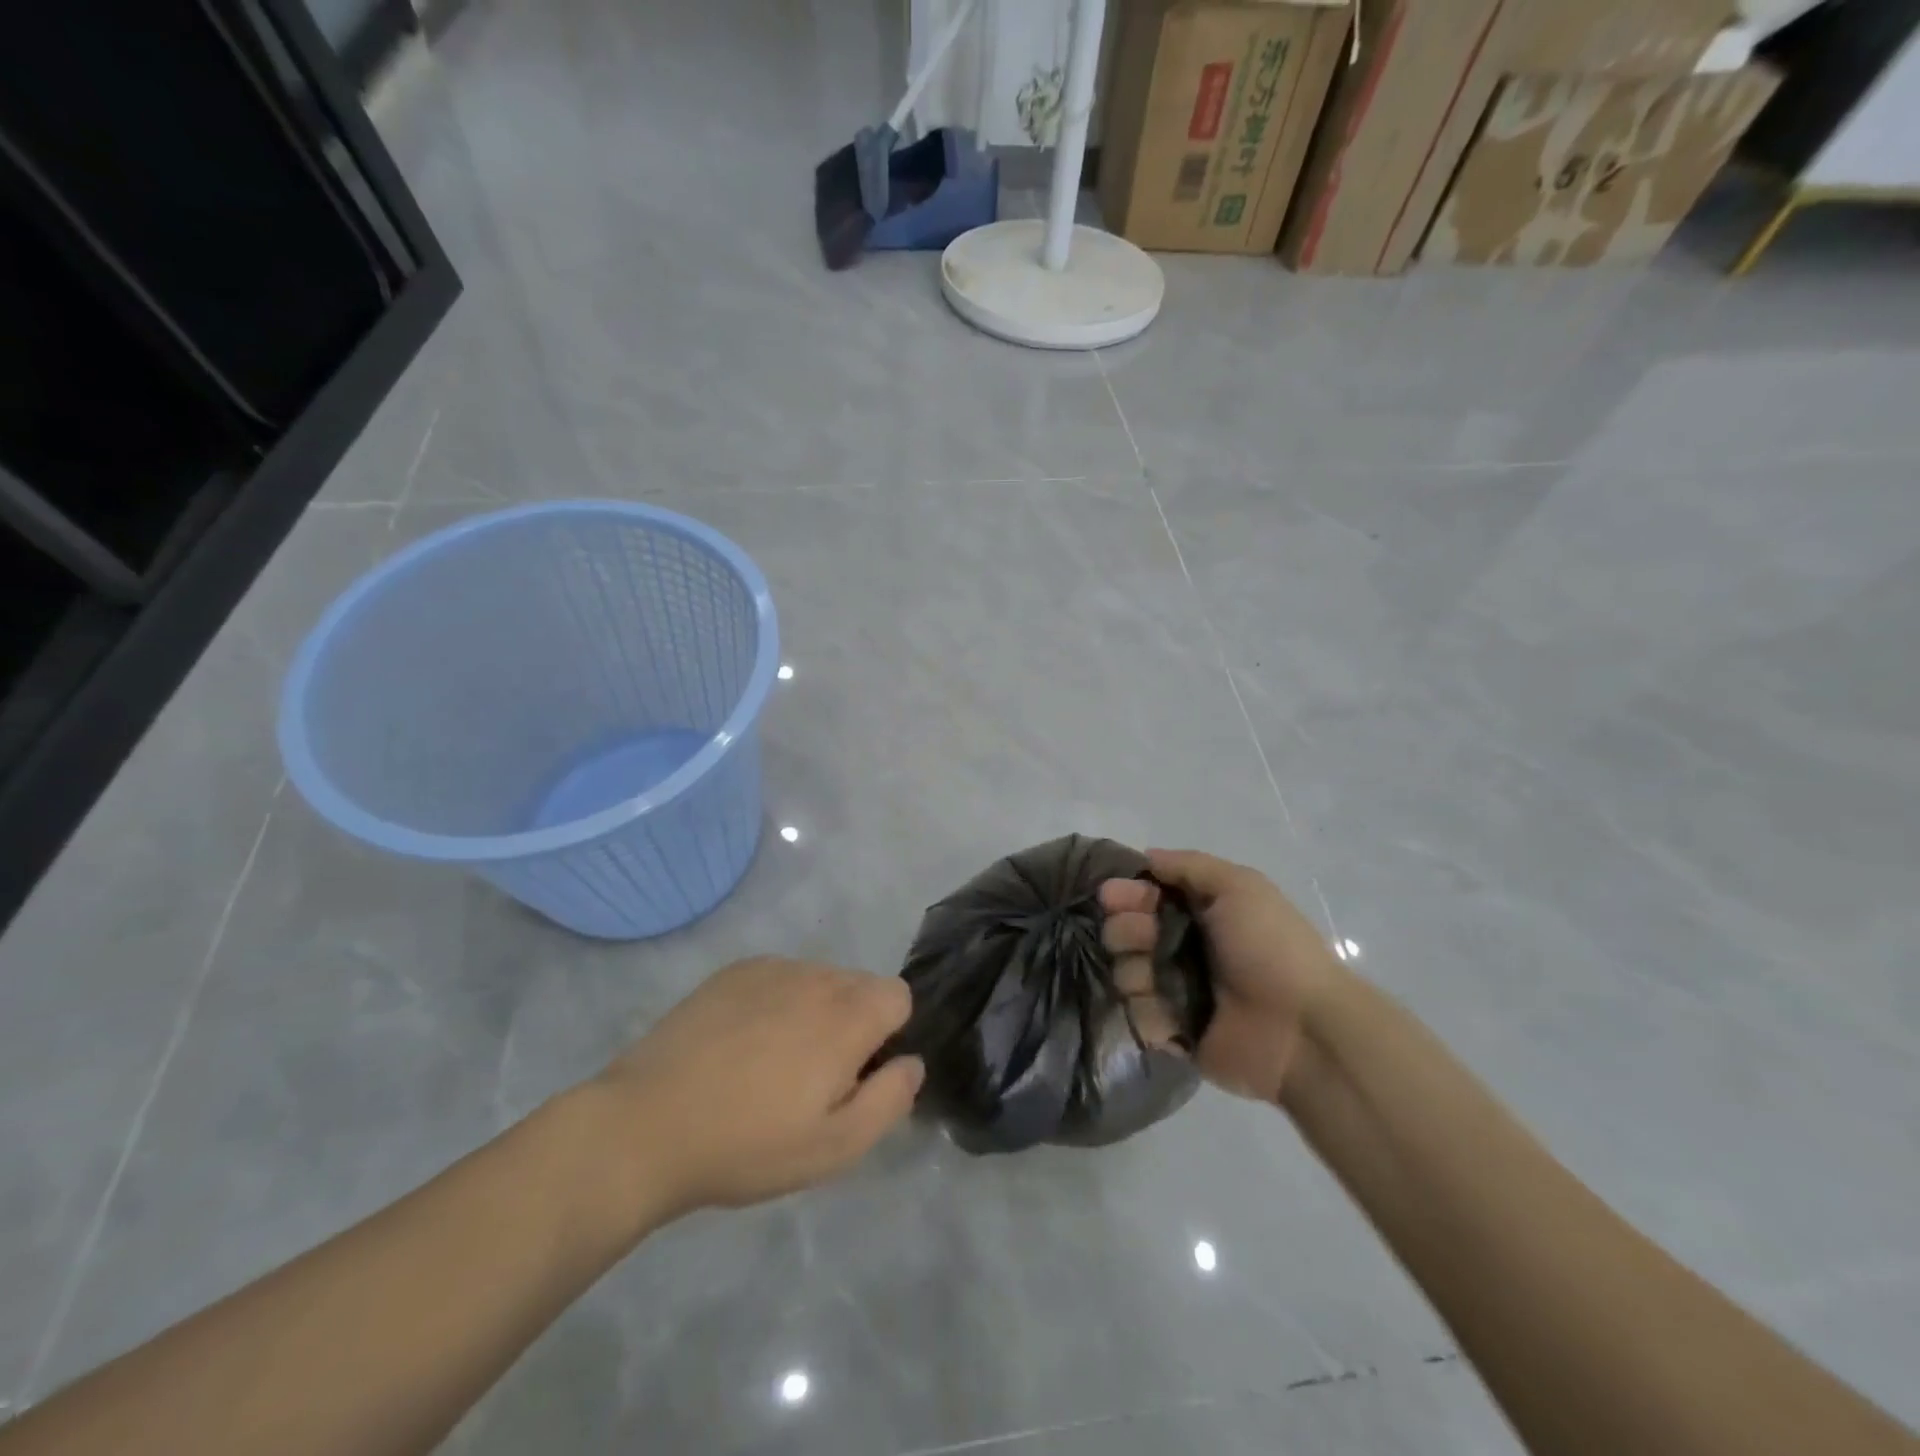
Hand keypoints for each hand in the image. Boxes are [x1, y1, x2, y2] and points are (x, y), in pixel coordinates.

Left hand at [587, 957, 923, 1227]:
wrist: (646, 1125)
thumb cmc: (748, 1145)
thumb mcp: (835, 1147)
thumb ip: (890, 1100)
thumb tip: (912, 1062)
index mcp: (847, 1015)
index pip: (899, 995)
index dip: (889, 1035)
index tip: (857, 1074)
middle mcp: (815, 977)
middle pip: (859, 985)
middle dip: (854, 1023)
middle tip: (814, 1079)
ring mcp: (770, 969)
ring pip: (818, 980)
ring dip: (814, 1011)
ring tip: (772, 1064)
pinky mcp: (733, 972)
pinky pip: (778, 977)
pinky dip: (776, 1002)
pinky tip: (741, 1045)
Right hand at [1099, 850, 1340, 1103]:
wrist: (1302, 1029)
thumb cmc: (1270, 948)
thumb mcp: (1239, 887)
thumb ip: (1189, 866)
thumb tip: (1147, 857)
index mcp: (1200, 911)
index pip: (1145, 894)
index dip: (1126, 893)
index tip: (1111, 896)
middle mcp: (1184, 947)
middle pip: (1127, 931)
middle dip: (1124, 930)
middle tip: (1141, 938)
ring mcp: (1177, 990)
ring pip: (1126, 972)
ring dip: (1134, 972)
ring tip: (1155, 981)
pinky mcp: (1175, 1031)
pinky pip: (1139, 1017)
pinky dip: (1149, 1014)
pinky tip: (1171, 1017)